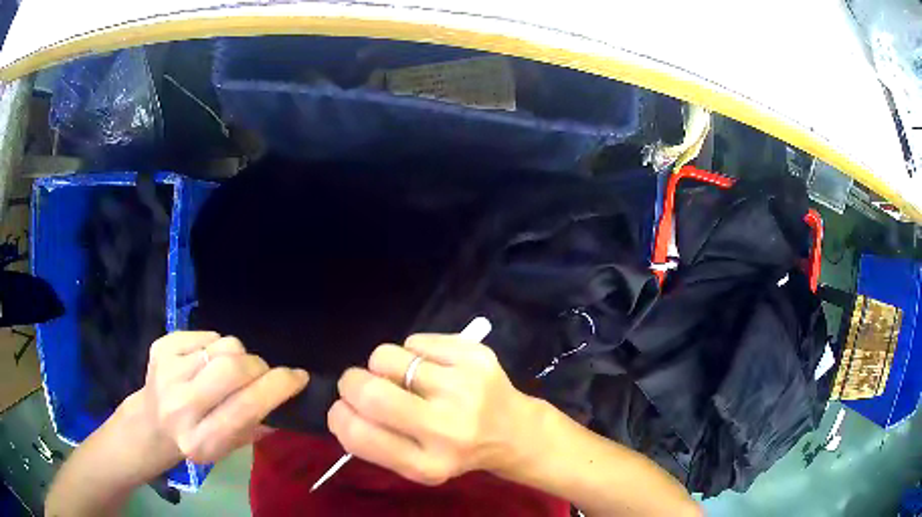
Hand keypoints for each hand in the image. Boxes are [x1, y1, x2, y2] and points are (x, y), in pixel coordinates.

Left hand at [122, 331, 308, 466]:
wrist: (150, 424)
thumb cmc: (195, 440)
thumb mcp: (228, 448)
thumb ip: (256, 426)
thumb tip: (286, 396)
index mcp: (202, 440)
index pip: (246, 407)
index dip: (277, 387)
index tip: (298, 377)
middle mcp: (181, 407)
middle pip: (233, 368)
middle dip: (258, 366)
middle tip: (262, 373)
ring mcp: (167, 373)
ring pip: (223, 345)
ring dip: (237, 355)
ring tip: (228, 370)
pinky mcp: (161, 348)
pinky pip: (206, 334)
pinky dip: (215, 345)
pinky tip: (205, 362)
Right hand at [328, 334, 538, 485]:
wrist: (514, 431)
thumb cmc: (458, 451)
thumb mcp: (418, 466)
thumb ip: (377, 444)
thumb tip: (341, 406)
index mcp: (428, 464)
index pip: (359, 435)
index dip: (339, 416)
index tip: (343, 409)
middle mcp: (447, 428)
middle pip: (370, 391)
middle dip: (351, 382)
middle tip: (360, 384)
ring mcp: (464, 388)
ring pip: (386, 357)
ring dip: (383, 366)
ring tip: (404, 379)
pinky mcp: (476, 356)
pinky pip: (414, 340)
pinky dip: (412, 352)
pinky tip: (432, 368)